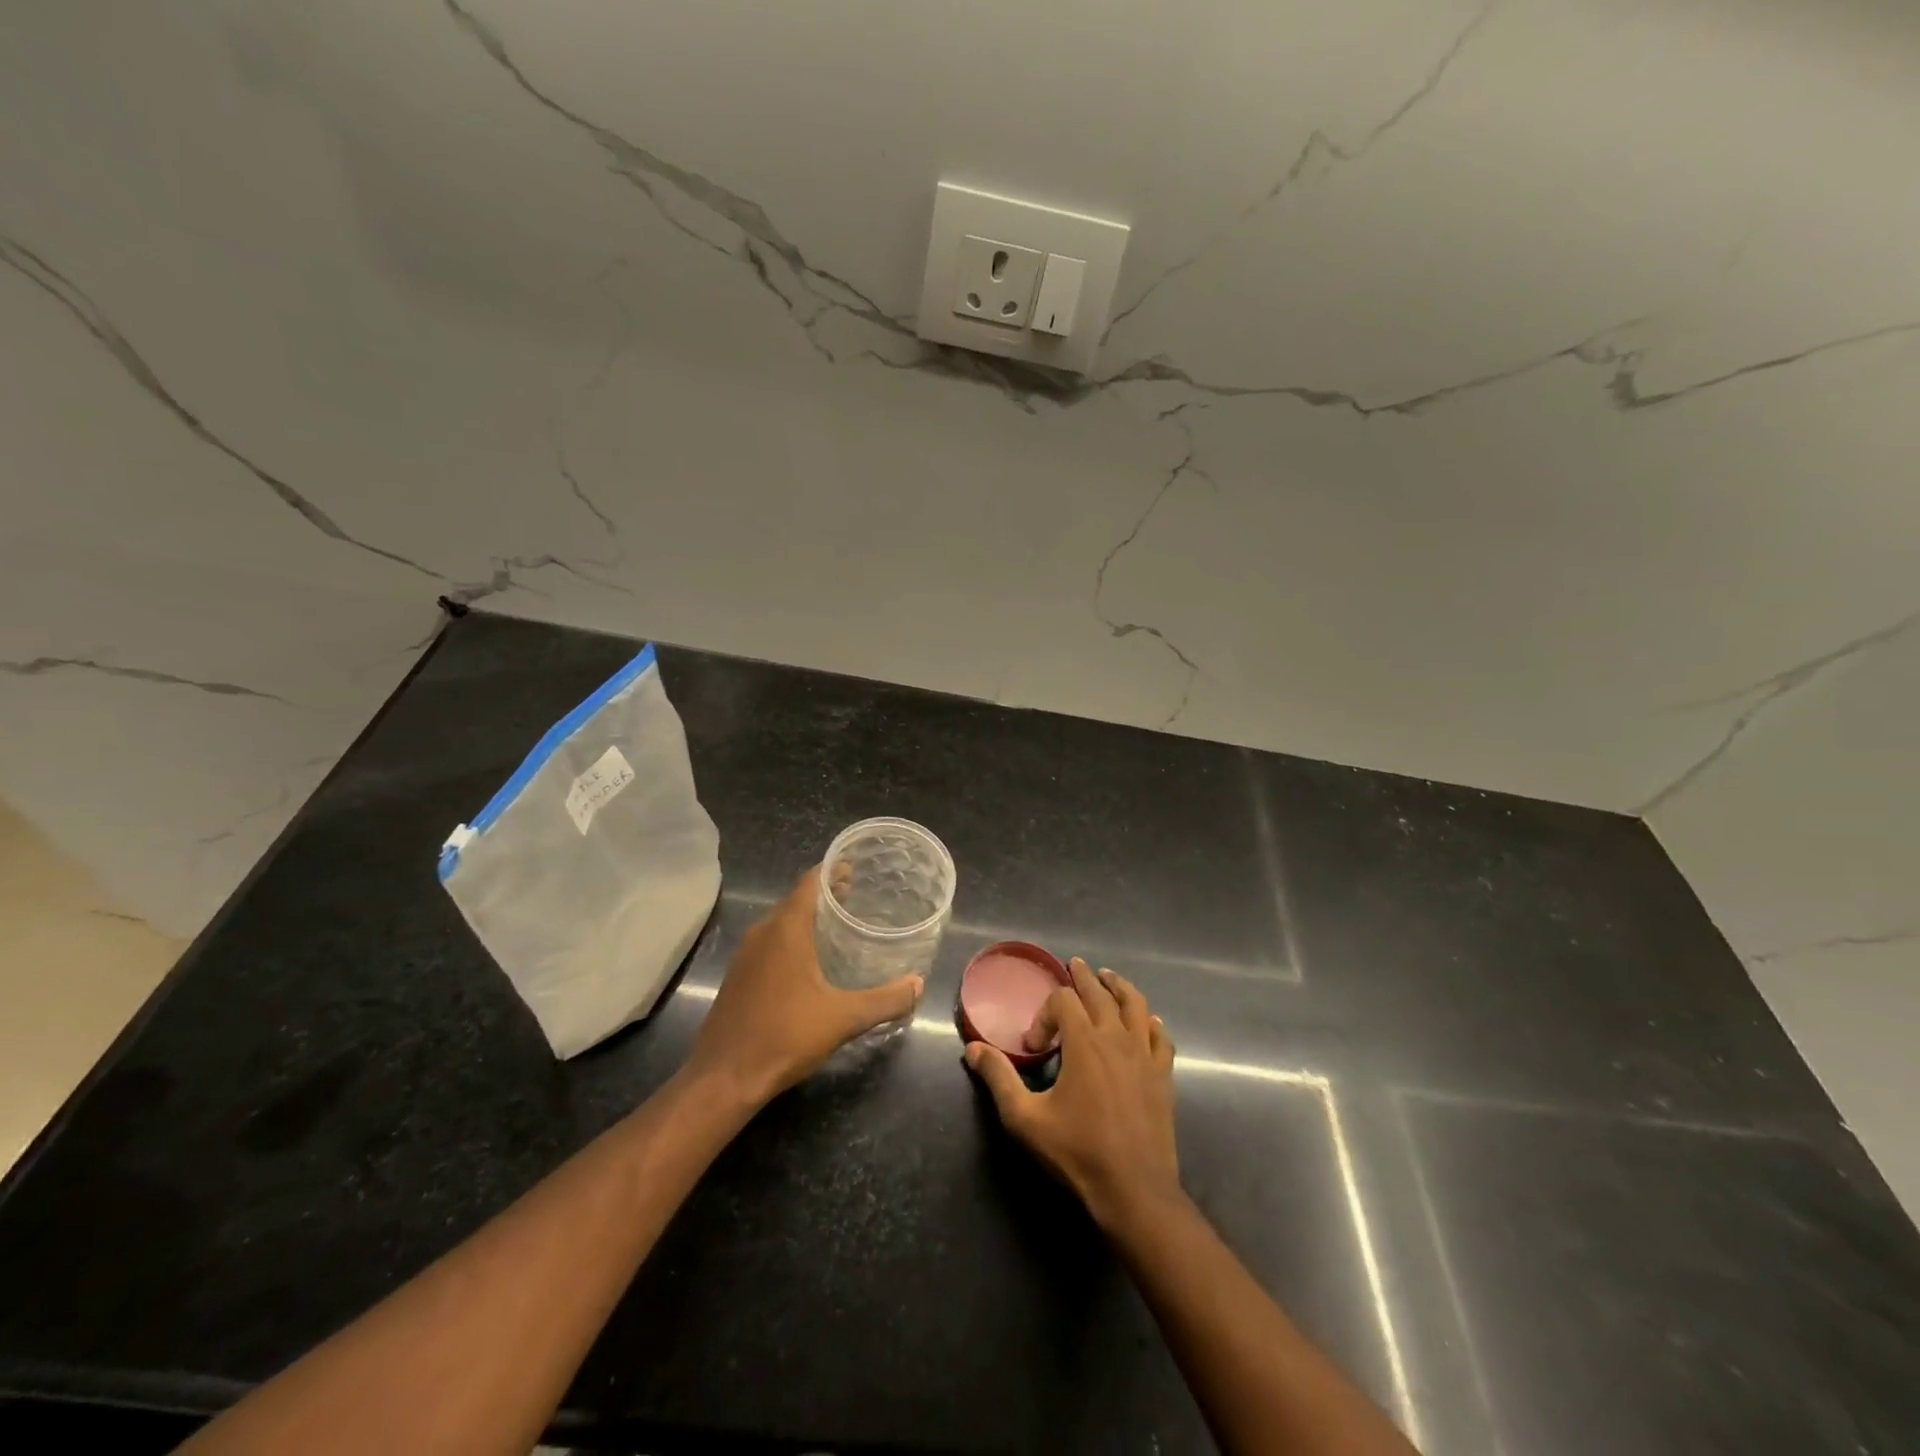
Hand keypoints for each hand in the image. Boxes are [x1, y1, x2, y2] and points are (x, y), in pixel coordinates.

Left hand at [686, 867, 923, 1105]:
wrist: (723, 1078)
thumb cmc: (784, 1036)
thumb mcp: (843, 1018)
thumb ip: (885, 1000)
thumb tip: (918, 985)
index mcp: (786, 929)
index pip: (810, 881)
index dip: (833, 869)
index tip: (857, 866)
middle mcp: (763, 932)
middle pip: (797, 899)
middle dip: (827, 894)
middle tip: (859, 896)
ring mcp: (746, 955)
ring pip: (782, 922)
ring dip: (809, 918)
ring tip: (841, 925)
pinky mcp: (738, 976)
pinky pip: (771, 943)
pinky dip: (794, 939)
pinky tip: (812, 962)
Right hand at [964, 956, 1179, 1229]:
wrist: (1134, 1190)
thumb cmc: (1077, 1152)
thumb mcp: (1025, 1118)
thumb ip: (999, 1078)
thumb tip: (974, 1048)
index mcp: (1084, 1043)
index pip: (1063, 1001)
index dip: (1044, 1014)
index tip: (1035, 1047)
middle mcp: (1116, 1038)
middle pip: (1100, 993)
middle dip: (1084, 978)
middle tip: (1074, 965)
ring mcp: (1144, 1055)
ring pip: (1135, 1006)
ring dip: (1119, 987)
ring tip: (1109, 978)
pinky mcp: (1163, 1076)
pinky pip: (1160, 1037)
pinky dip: (1150, 1023)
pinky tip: (1146, 1022)